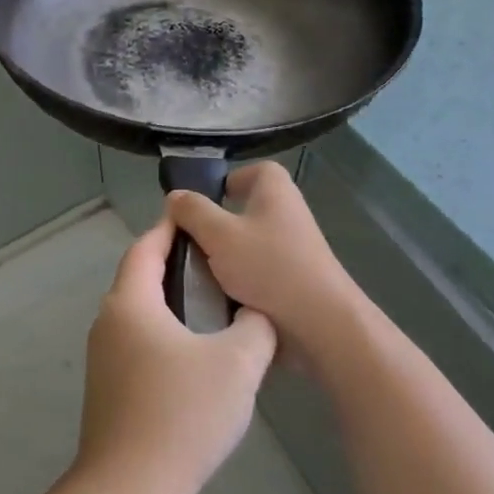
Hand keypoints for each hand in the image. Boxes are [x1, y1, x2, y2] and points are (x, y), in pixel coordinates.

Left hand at [70, 217, 277, 493]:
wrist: (128, 491)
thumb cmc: (181, 415)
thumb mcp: (237, 365)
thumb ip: (255, 327)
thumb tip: (256, 313)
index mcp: (130, 303)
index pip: (146, 247)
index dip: (171, 229)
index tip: (199, 219)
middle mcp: (108, 322)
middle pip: (140, 278)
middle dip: (176, 265)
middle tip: (220, 264)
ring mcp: (103, 358)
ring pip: (140, 314)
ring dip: (172, 303)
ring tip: (217, 307)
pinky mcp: (108, 388)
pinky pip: (139, 343)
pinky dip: (165, 334)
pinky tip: (198, 356)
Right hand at [166, 162, 361, 358]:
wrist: (319, 321)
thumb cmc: (268, 266)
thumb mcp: (218, 234)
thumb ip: (192, 212)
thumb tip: (175, 196)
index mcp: (275, 190)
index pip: (252, 171)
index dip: (226, 182)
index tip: (200, 205)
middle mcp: (288, 212)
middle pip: (245, 209)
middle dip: (217, 225)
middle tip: (190, 242)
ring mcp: (294, 247)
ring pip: (248, 242)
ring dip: (225, 256)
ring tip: (198, 273)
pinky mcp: (294, 277)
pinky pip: (258, 269)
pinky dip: (240, 279)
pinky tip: (219, 295)